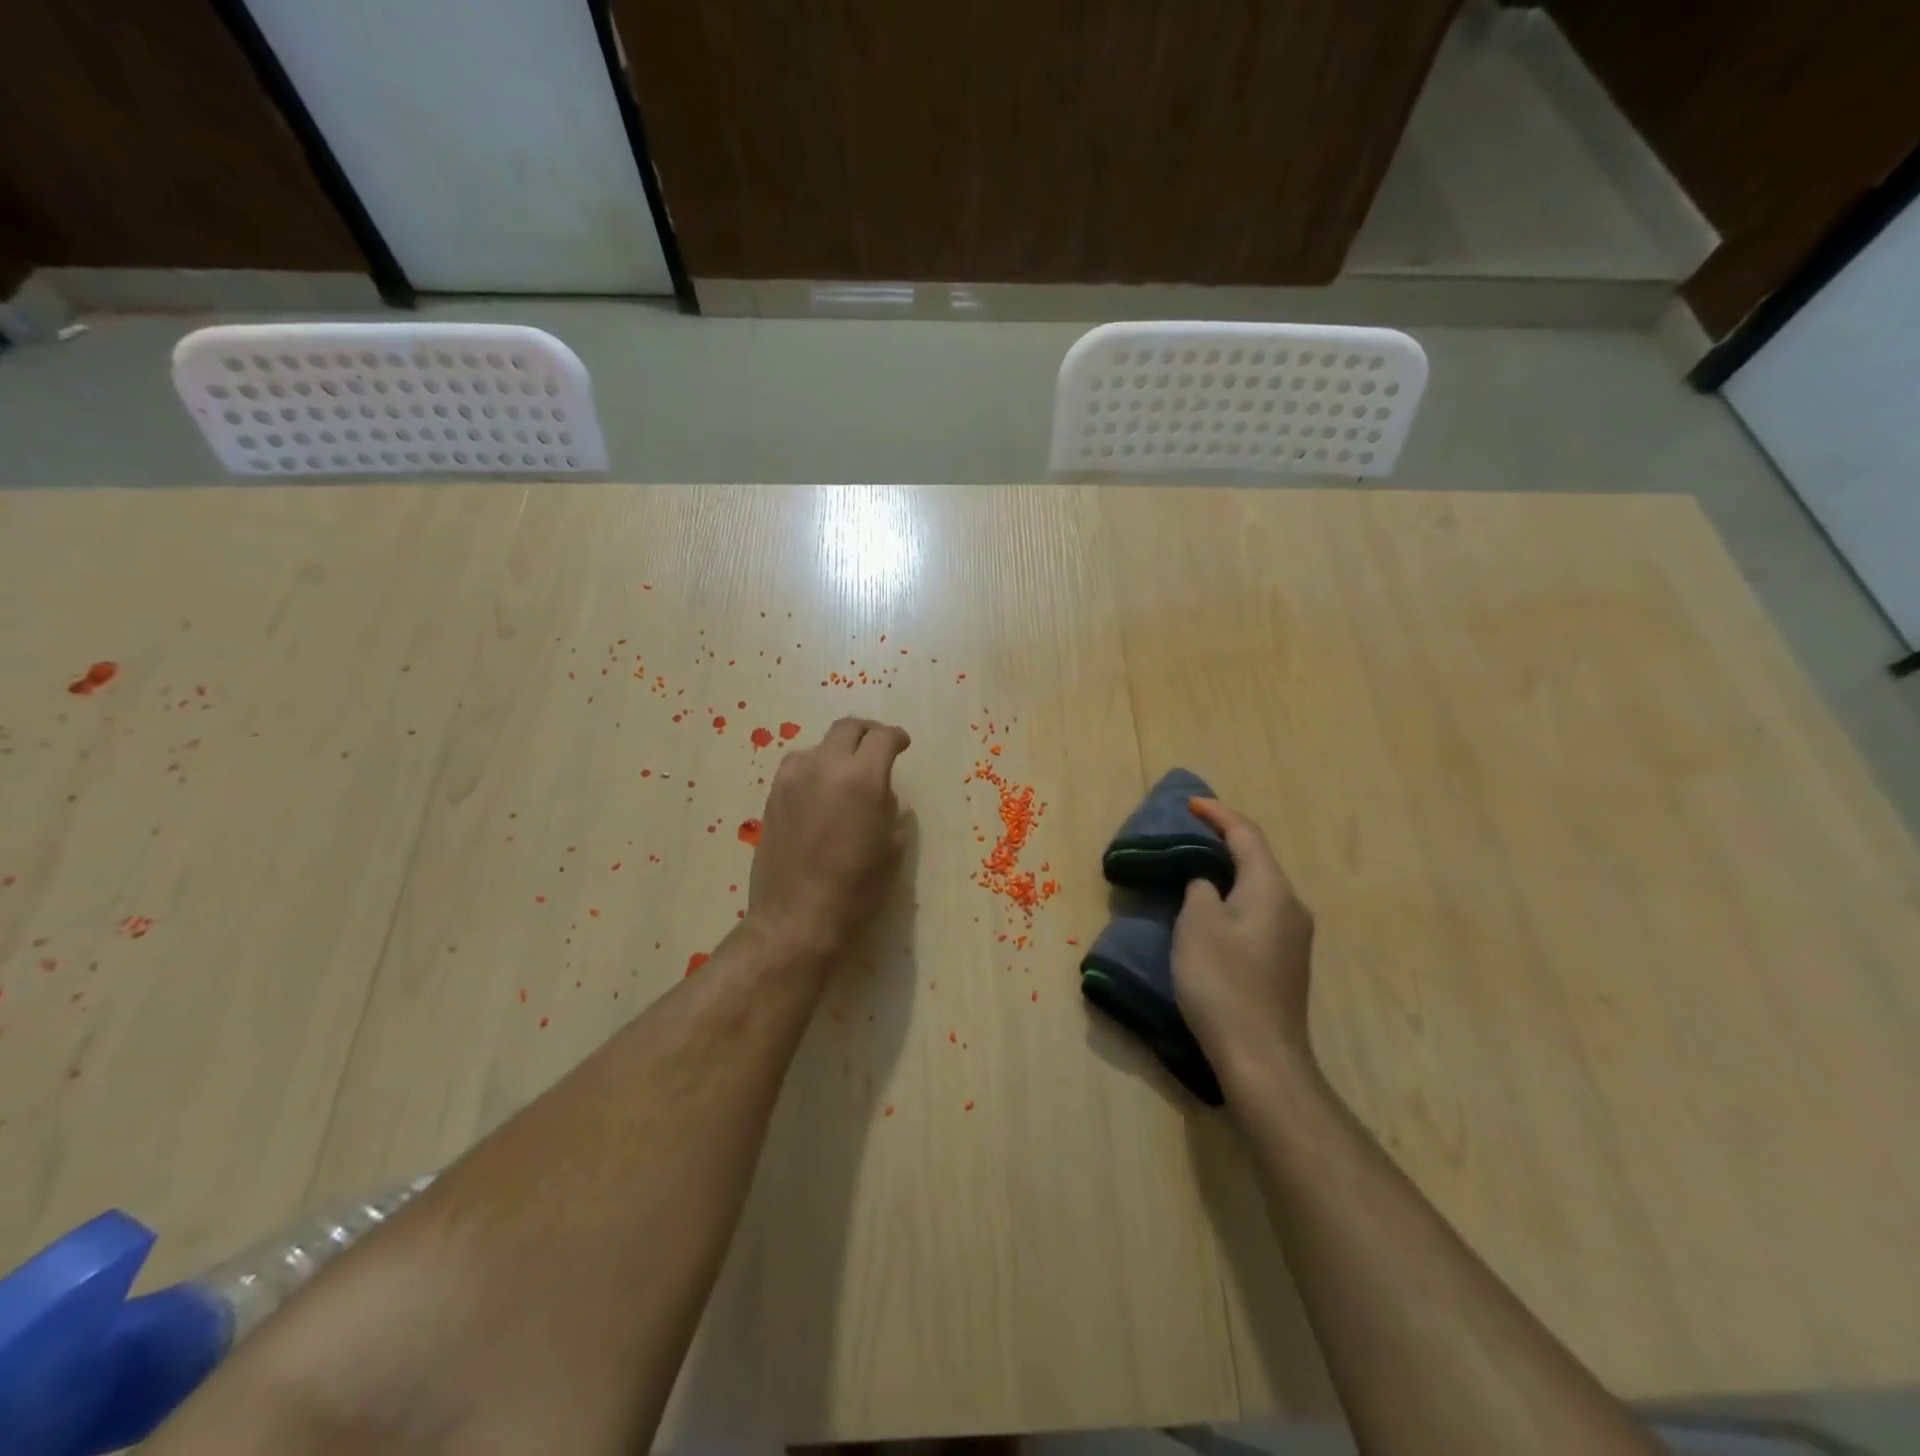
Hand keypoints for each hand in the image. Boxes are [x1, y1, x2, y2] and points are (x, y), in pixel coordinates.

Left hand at [748, 716, 910, 955]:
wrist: (796, 917)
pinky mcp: (772, 794)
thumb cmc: (856, 888)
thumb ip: (889, 809)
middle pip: (847, 728)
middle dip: (867, 733)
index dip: (896, 737)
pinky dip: (814, 768)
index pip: (882, 738)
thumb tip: (881, 794)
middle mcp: (825, 766)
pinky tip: (819, 790)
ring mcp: (793, 778)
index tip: (902, 744)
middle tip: (878, 747)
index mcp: (862, 778)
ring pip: (819, 745)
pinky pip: (797, 766)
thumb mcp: (892, 847)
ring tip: (846, 772)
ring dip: (838, 751)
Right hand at [1172, 798, 1317, 1087]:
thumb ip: (1200, 890)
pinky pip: (1259, 913)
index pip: (1246, 835)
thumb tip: (1208, 884)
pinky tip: (1212, 913)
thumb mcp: (1197, 925)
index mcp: (1272, 889)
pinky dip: (1234, 899)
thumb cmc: (1223, 982)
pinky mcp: (1286, 963)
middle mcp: (1292, 906)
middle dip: (1224, 842)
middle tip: (1188, 834)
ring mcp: (1293, 938)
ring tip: (1194, 870)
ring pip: (1258, 888)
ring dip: (1228, 873)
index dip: (1218, 814)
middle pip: (1257, 859)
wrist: (1261, 1056)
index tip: (1190, 804)